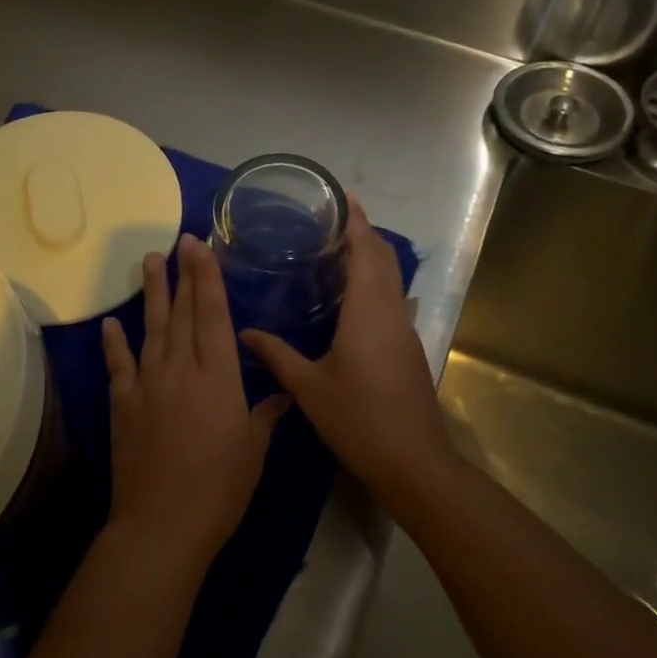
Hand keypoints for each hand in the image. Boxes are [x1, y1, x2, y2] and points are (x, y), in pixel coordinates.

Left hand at [101, 235, 289, 575]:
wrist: (162, 524)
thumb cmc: (219, 490)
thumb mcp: (252, 452)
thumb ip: (264, 416)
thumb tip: (283, 395)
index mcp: (218, 379)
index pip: (212, 316)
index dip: (207, 279)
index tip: (201, 248)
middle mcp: (181, 371)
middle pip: (182, 314)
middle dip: (183, 275)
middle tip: (180, 241)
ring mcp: (147, 385)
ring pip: (151, 329)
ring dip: (152, 294)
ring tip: (150, 261)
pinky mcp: (122, 405)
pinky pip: (118, 366)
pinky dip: (114, 343)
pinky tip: (111, 324)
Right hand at [240, 197, 452, 501]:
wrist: (412, 460)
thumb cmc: (358, 419)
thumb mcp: (309, 387)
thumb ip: (277, 355)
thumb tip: (244, 332)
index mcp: (368, 311)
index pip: (366, 250)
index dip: (356, 220)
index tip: (340, 197)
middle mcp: (391, 310)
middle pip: (383, 257)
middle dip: (362, 232)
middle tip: (327, 219)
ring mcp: (404, 328)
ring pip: (390, 277)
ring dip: (369, 256)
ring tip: (333, 249)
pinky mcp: (408, 345)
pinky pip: (390, 297)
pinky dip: (373, 281)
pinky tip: (348, 296)